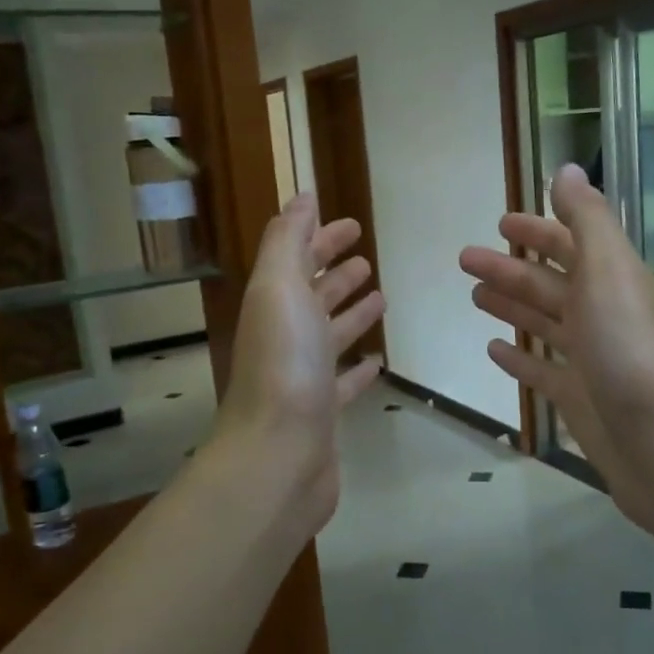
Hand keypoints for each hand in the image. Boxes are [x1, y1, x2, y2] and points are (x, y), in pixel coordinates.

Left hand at [214, 194, 384, 530]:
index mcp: (273, 304)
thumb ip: (287, 239)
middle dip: (335, 272)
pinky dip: (358, 368)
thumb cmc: (285, 365)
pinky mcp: (323, 413)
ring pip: (329, 335)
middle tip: (366, 258)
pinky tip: (378, 360)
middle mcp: (284, 336)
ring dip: (350, 313)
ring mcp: (302, 377)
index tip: (352, 224)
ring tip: (381, 296)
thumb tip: (302, 197)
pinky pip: (343, 382)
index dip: (319, 237)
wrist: (278, 456)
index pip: (296, 259)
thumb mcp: (278, 288)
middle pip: (311, 295)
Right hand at [460, 164, 653, 529]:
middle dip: (510, 268)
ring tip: (474, 296)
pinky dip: (520, 359)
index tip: (500, 222)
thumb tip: (567, 169)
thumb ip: (587, 219)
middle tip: (465, 259)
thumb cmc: (630, 348)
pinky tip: (494, 350)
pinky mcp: (580, 400)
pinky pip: (543, 372)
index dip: (539, 230)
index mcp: (613, 281)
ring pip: (545, 324)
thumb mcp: (610, 270)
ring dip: (512, 306)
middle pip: (550, 283)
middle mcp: (604, 315)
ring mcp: (592, 360)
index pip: (572, 245)